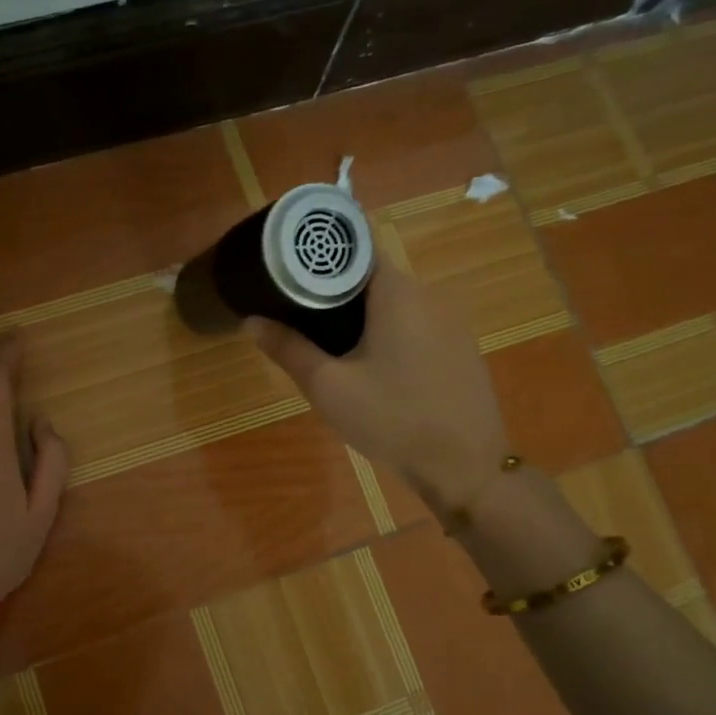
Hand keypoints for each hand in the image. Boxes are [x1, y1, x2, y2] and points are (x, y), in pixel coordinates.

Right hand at [244, 261, 509, 511]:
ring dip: (362, 316)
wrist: (465, 466)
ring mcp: (451, 323)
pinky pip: (415, 327)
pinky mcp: (461, 349)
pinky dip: (388, 335)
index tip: (290, 269)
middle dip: (334, 292)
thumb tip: (250, 321)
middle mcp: (429, 295)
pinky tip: (373, 369)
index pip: (356, 248)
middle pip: (373, 277)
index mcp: (398, 292)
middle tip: (298, 316)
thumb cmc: (392, 419)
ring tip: (328, 345)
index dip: (320, 255)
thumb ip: (288, 349)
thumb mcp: (329, 387)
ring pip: (394, 304)